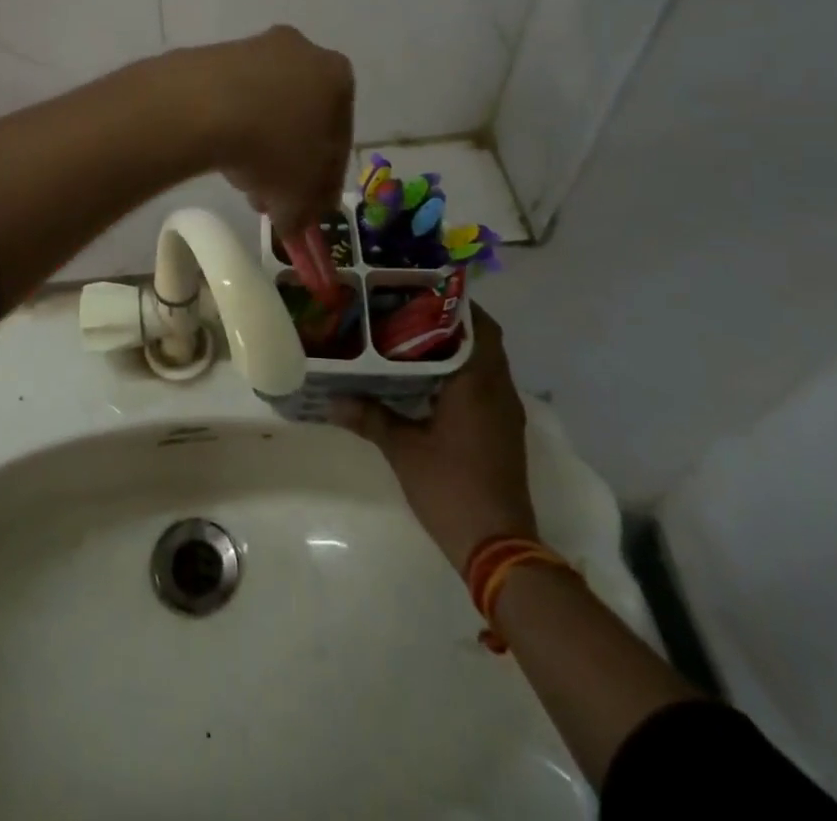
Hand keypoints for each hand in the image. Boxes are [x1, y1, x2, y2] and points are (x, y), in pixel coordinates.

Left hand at [175, 26, 352, 232]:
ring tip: (240, 182)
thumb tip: (296, 222)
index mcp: (338, 77)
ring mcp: (255, 48)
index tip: (308, 206)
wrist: (203, 105)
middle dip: (287, 162)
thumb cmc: (273, 146)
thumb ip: (305, 210)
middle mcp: (302, 51)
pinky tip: (218, 154)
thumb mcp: (299, 195)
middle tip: (270, 197)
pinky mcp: (214, 55)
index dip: (324, 181)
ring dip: (258, 145)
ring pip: (265, 109)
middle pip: (300, 119)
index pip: (339, 139)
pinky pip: (232, 98)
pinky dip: (231, 125)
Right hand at [331, 305, 538, 569]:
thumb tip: (331, 399)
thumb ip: (369, 417)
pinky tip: (426, 379)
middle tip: (407, 309)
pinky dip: (461, 371)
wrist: (498, 547)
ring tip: (410, 336)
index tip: (419, 289)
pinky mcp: (502, 430)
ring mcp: (505, 412)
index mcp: (478, 383)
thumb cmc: (451, 488)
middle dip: (450, 321)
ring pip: (485, 362)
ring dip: (456, 346)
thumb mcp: (403, 449)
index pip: (477, 325)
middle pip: (482, 339)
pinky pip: (485, 384)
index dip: (453, 303)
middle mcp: (498, 390)